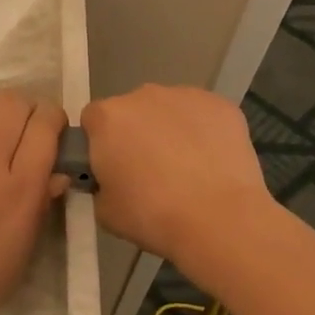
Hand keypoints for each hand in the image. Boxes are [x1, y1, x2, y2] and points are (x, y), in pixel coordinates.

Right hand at [80, 84, 275, 266]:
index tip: (111, 167)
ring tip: (187, 169)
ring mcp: (185, 96)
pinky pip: (203, 115)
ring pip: (168, 110)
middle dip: (136, 134)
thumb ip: (100, 182)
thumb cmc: (151, 215)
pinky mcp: (221, 105)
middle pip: (132, 111)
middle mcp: (143, 96)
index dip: (100, 143)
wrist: (218, 219)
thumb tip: (113, 178)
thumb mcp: (103, 209)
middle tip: (149, 172)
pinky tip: (212, 162)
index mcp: (108, 117)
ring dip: (170, 130)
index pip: (93, 120)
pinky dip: (203, 132)